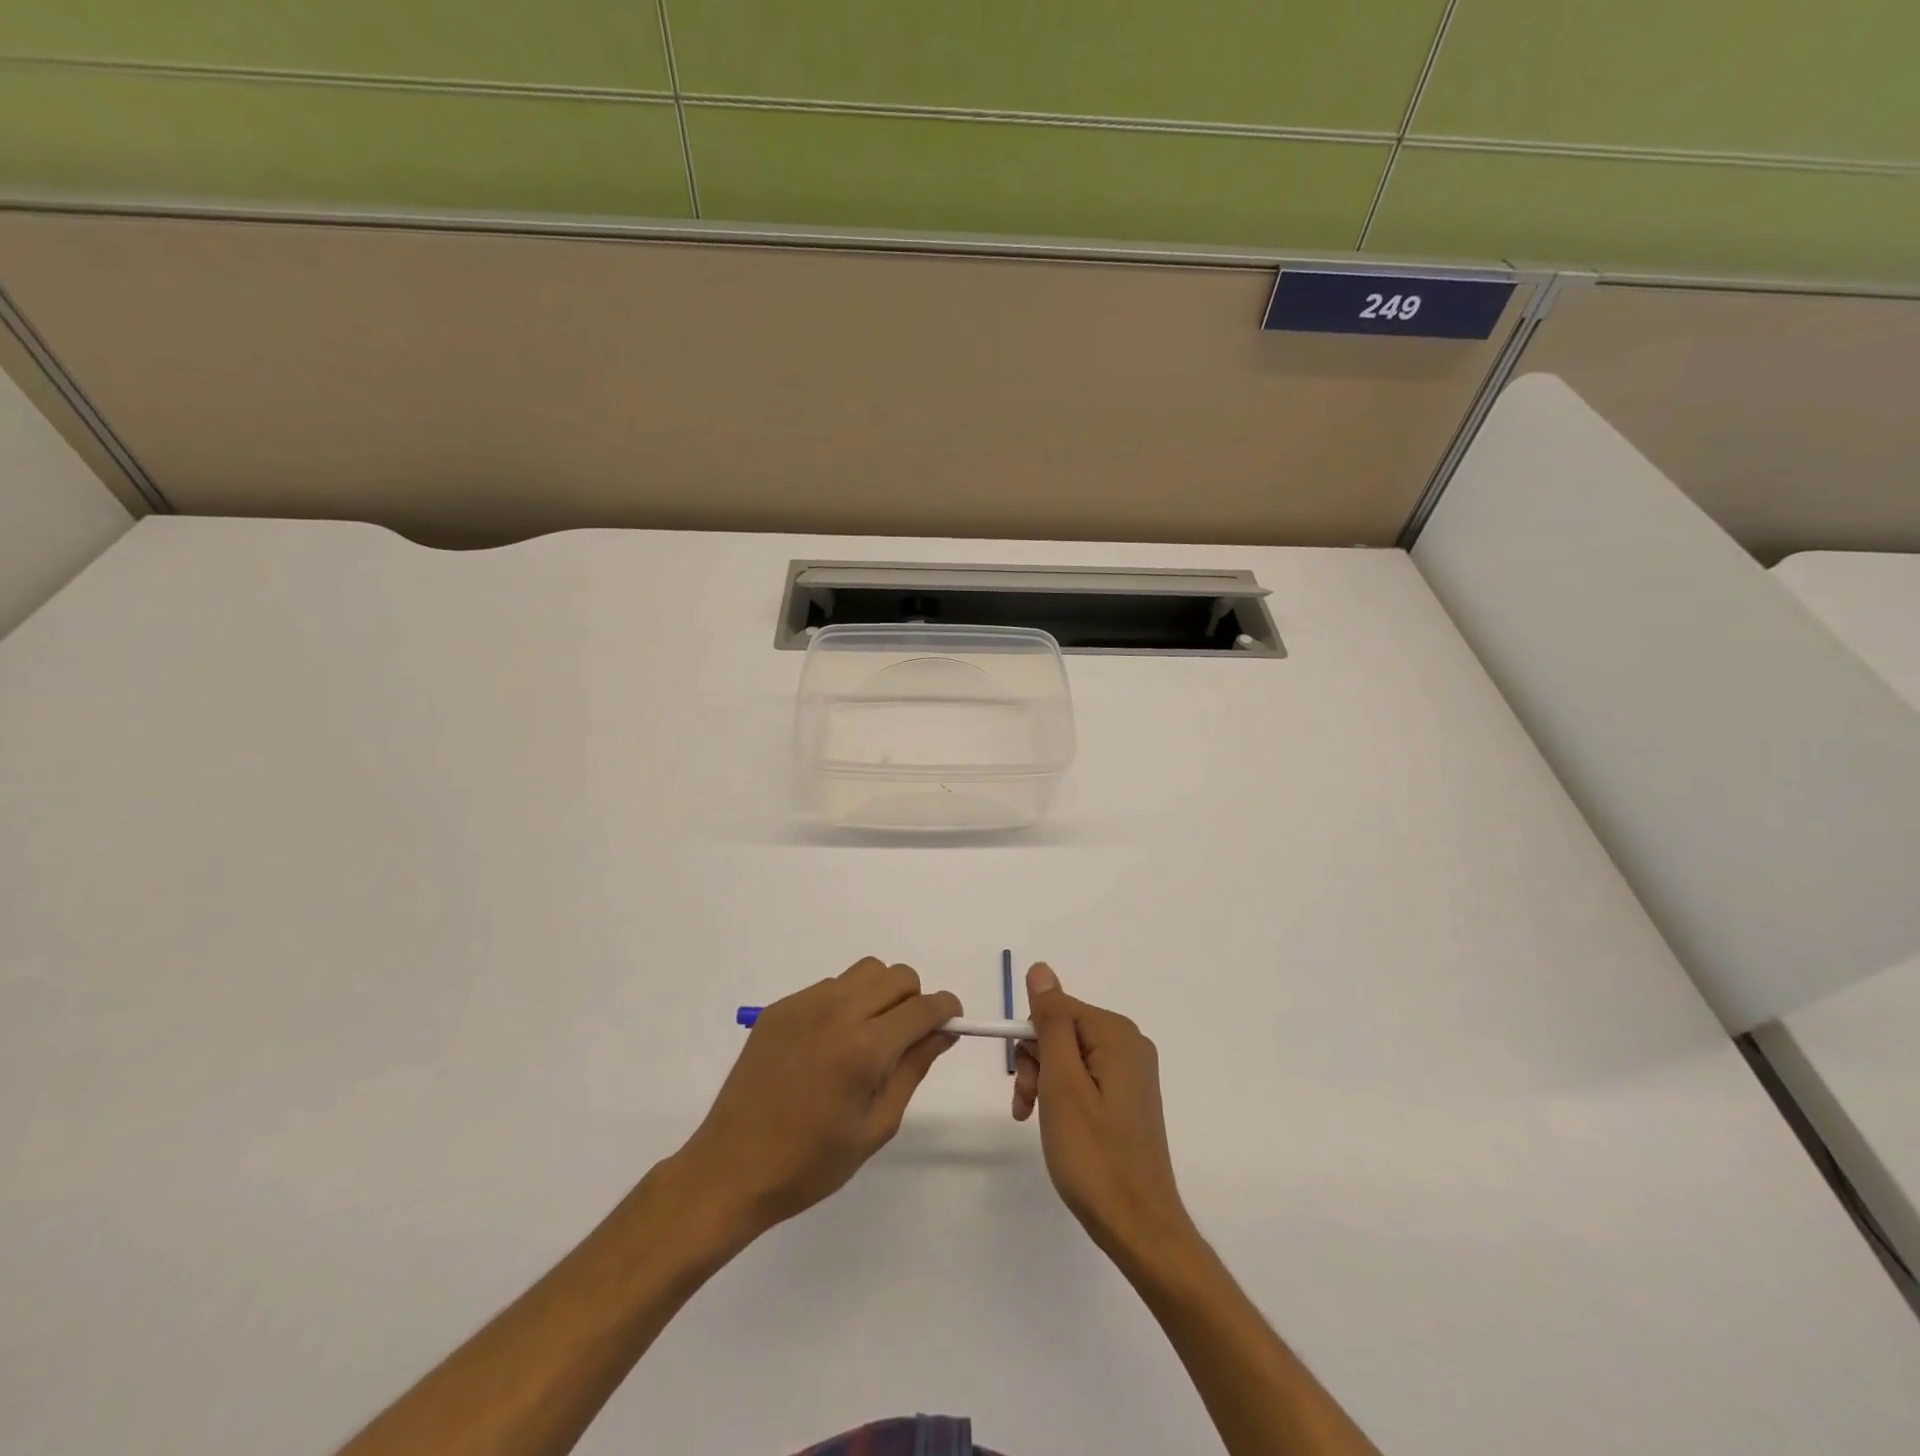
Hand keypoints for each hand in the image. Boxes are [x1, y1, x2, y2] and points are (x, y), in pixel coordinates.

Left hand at [672, 958, 960, 1238]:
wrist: (732, 1169)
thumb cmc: (811, 1163)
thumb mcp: (876, 1126)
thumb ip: (913, 1069)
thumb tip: (943, 1032)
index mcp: (865, 1048)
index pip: (924, 1007)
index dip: (947, 1010)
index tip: (951, 1024)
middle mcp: (837, 1012)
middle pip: (897, 976)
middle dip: (914, 1000)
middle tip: (906, 1038)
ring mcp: (805, 1004)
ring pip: (864, 972)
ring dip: (880, 995)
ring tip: (868, 1037)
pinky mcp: (781, 1007)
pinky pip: (829, 986)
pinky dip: (845, 1002)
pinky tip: (829, 1044)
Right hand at [1013, 963, 1194, 1264]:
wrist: (1139, 1226)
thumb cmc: (1093, 1155)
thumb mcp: (1062, 1083)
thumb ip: (1050, 1022)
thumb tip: (1041, 969)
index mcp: (1116, 1033)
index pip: (1055, 1008)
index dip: (1031, 1041)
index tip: (1026, 1083)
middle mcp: (1129, 1042)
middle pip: (1062, 1030)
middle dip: (1037, 1062)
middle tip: (1028, 1105)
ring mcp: (1131, 1071)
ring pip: (1069, 1055)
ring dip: (1044, 1081)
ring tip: (1035, 1119)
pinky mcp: (1129, 1096)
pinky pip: (1085, 1076)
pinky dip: (1063, 1094)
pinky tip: (1054, 1124)